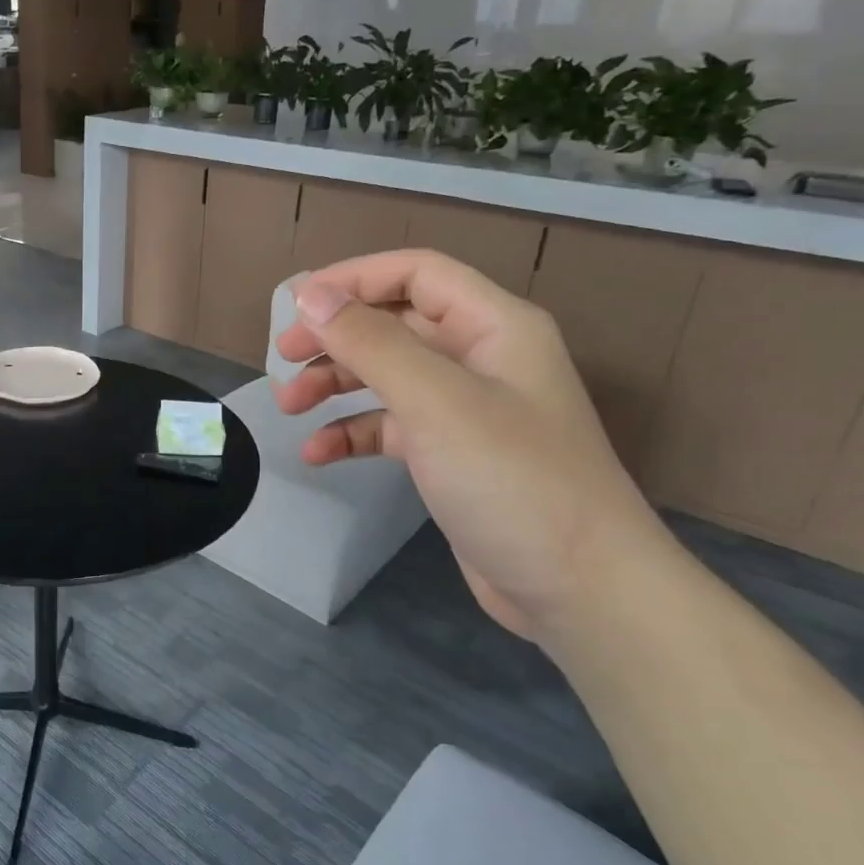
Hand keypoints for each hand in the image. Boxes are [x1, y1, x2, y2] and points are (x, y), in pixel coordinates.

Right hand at [274, 250, 674, 640]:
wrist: (580, 591)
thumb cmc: (513, 480)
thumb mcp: (436, 401)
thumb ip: (371, 342)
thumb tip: (310, 294)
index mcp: (493, 326)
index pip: (416, 273)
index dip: (353, 278)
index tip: (296, 305)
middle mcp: (480, 357)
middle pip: (394, 323)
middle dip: (335, 336)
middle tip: (283, 358)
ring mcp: (466, 409)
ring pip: (386, 374)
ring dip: (335, 384)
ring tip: (289, 406)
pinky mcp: (450, 455)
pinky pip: (390, 426)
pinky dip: (352, 433)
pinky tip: (319, 453)